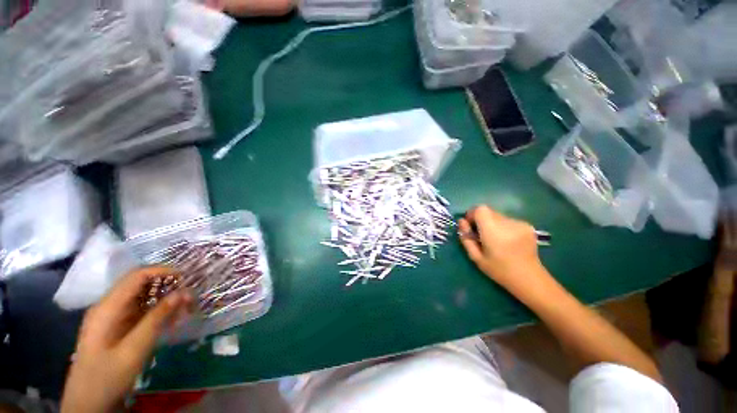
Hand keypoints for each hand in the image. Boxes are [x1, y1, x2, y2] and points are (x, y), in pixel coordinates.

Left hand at [61, 267, 191, 412]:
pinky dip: (157, 311)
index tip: (187, 278)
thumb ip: (157, 319)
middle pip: (141, 284)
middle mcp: (108, 306)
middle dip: (168, 287)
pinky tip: (170, 322)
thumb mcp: (134, 349)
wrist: (88, 403)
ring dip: (165, 300)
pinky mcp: (116, 326)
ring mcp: (111, 316)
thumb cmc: (108, 377)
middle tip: (190, 298)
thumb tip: (183, 292)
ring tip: (184, 311)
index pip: (137, 276)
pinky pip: (140, 310)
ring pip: (142, 297)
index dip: (163, 271)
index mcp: (107, 307)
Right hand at [459, 206, 545, 289]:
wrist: (529, 278)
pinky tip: (507, 241)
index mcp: (493, 231)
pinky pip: (508, 220)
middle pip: (488, 211)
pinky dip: (503, 227)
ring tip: (496, 240)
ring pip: (498, 216)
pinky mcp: (527, 226)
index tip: (470, 226)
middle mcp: (507, 223)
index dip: (472, 214)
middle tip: (482, 235)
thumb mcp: (476, 257)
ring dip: (492, 224)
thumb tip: (462, 222)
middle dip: (481, 220)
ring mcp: (519, 223)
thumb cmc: (499, 270)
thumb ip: (466, 238)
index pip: (480, 209)